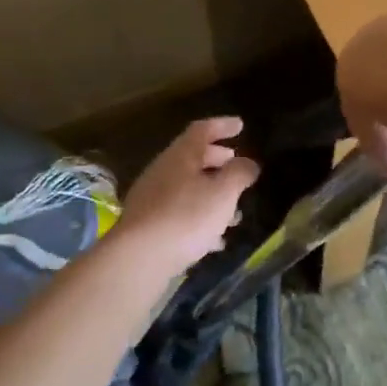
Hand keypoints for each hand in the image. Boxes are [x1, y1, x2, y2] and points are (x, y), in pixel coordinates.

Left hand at [112, 118, 259, 272]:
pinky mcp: (148, 227)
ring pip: (188, 188)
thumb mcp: (223, 192)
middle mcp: (163, 172)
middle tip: (237, 164)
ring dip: (212, 194)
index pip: (202, 130)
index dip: (222, 125)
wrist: (138, 259)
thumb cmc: (186, 217)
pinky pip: (180, 214)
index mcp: (180, 156)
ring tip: (235, 210)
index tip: (240, 125)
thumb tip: (248, 163)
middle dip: (218, 160)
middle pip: (193, 158)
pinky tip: (215, 239)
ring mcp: (152, 200)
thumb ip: (239, 173)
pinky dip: (200, 219)